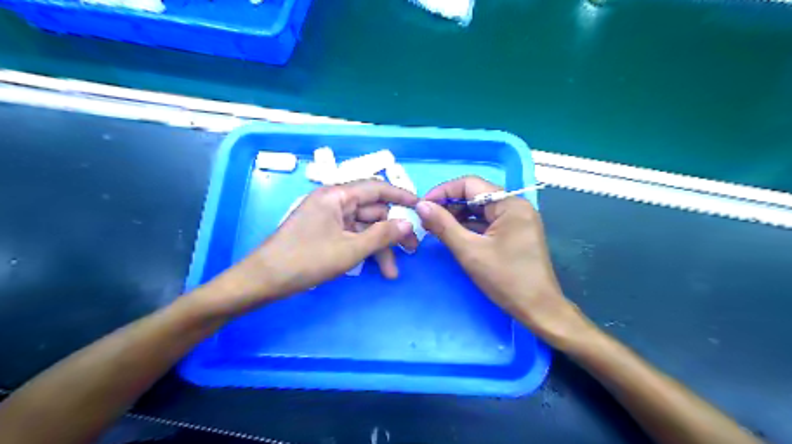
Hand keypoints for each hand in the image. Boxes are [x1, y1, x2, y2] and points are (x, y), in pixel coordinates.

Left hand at [199, 179, 420, 317]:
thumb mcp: (349, 249)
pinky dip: (364, 250)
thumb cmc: (306, 260)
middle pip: (373, 211)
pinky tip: (375, 268)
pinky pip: (352, 236)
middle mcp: (334, 202)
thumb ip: (382, 235)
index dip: (401, 197)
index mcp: (337, 195)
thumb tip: (408, 224)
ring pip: (364, 227)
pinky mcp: (325, 233)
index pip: (377, 188)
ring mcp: (329, 218)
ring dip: (379, 247)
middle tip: (411, 251)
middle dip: (392, 231)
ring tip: (392, 271)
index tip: (421, 207)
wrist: (264, 280)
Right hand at [415, 175, 586, 341]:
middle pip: (476, 195)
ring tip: (435, 227)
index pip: (470, 184)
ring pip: (480, 209)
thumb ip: (444, 225)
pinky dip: (469, 226)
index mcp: (509, 204)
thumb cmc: (506, 279)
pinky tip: (453, 234)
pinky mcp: (515, 232)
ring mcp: (517, 219)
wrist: (539, 309)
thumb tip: (421, 205)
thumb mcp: (470, 251)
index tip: (423, 205)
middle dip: (449, 205)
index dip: (443, 192)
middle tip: (426, 218)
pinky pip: (487, 222)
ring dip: (457, 216)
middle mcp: (515, 206)